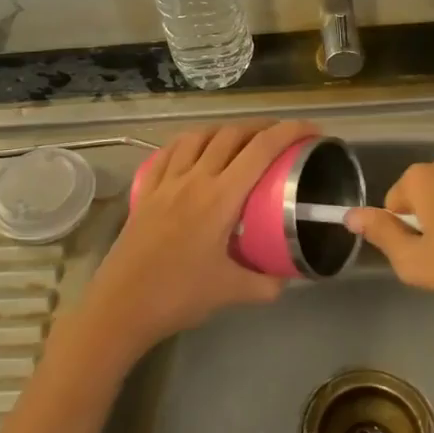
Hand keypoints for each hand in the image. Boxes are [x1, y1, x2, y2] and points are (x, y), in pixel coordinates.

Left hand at [76, 120, 316, 366]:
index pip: (261, 150)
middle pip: (231, 135)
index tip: (311, 130)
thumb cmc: (178, 296)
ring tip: (240, 139)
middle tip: (280, 136)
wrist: (122, 306)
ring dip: (224, 130)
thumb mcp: (231, 292)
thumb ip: (266, 283)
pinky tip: (194, 149)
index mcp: (220, 197)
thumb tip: (287, 277)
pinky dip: (189, 142)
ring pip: (198, 136)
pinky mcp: (145, 190)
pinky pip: (169, 152)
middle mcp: (194, 179)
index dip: (289, 132)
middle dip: (261, 127)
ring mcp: (166, 181)